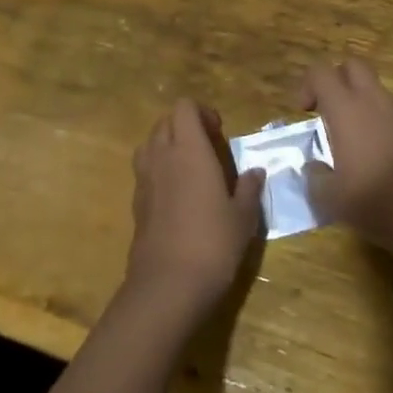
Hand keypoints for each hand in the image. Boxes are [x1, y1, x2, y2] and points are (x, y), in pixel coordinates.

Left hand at [123, 99, 265, 322]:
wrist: (168, 285)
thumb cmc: (213, 243)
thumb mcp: (243, 216)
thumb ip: (249, 188)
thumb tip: (256, 172)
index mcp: (189, 149)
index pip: (184, 107)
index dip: (202, 113)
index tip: (219, 133)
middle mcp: (162, 156)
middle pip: (165, 121)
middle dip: (185, 127)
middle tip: (208, 150)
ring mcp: (144, 179)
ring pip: (150, 144)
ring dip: (168, 146)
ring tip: (190, 168)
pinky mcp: (136, 202)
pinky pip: (145, 171)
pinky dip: (159, 171)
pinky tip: (178, 196)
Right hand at [301, 59, 392, 253]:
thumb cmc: (380, 202)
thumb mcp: (332, 200)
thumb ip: (315, 178)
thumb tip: (313, 168)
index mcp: (347, 110)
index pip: (321, 72)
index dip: (307, 85)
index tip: (304, 113)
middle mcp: (374, 102)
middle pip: (353, 66)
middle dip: (335, 80)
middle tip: (326, 112)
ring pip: (374, 89)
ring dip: (357, 102)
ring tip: (348, 142)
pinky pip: (390, 111)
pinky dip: (376, 121)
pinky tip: (373, 157)